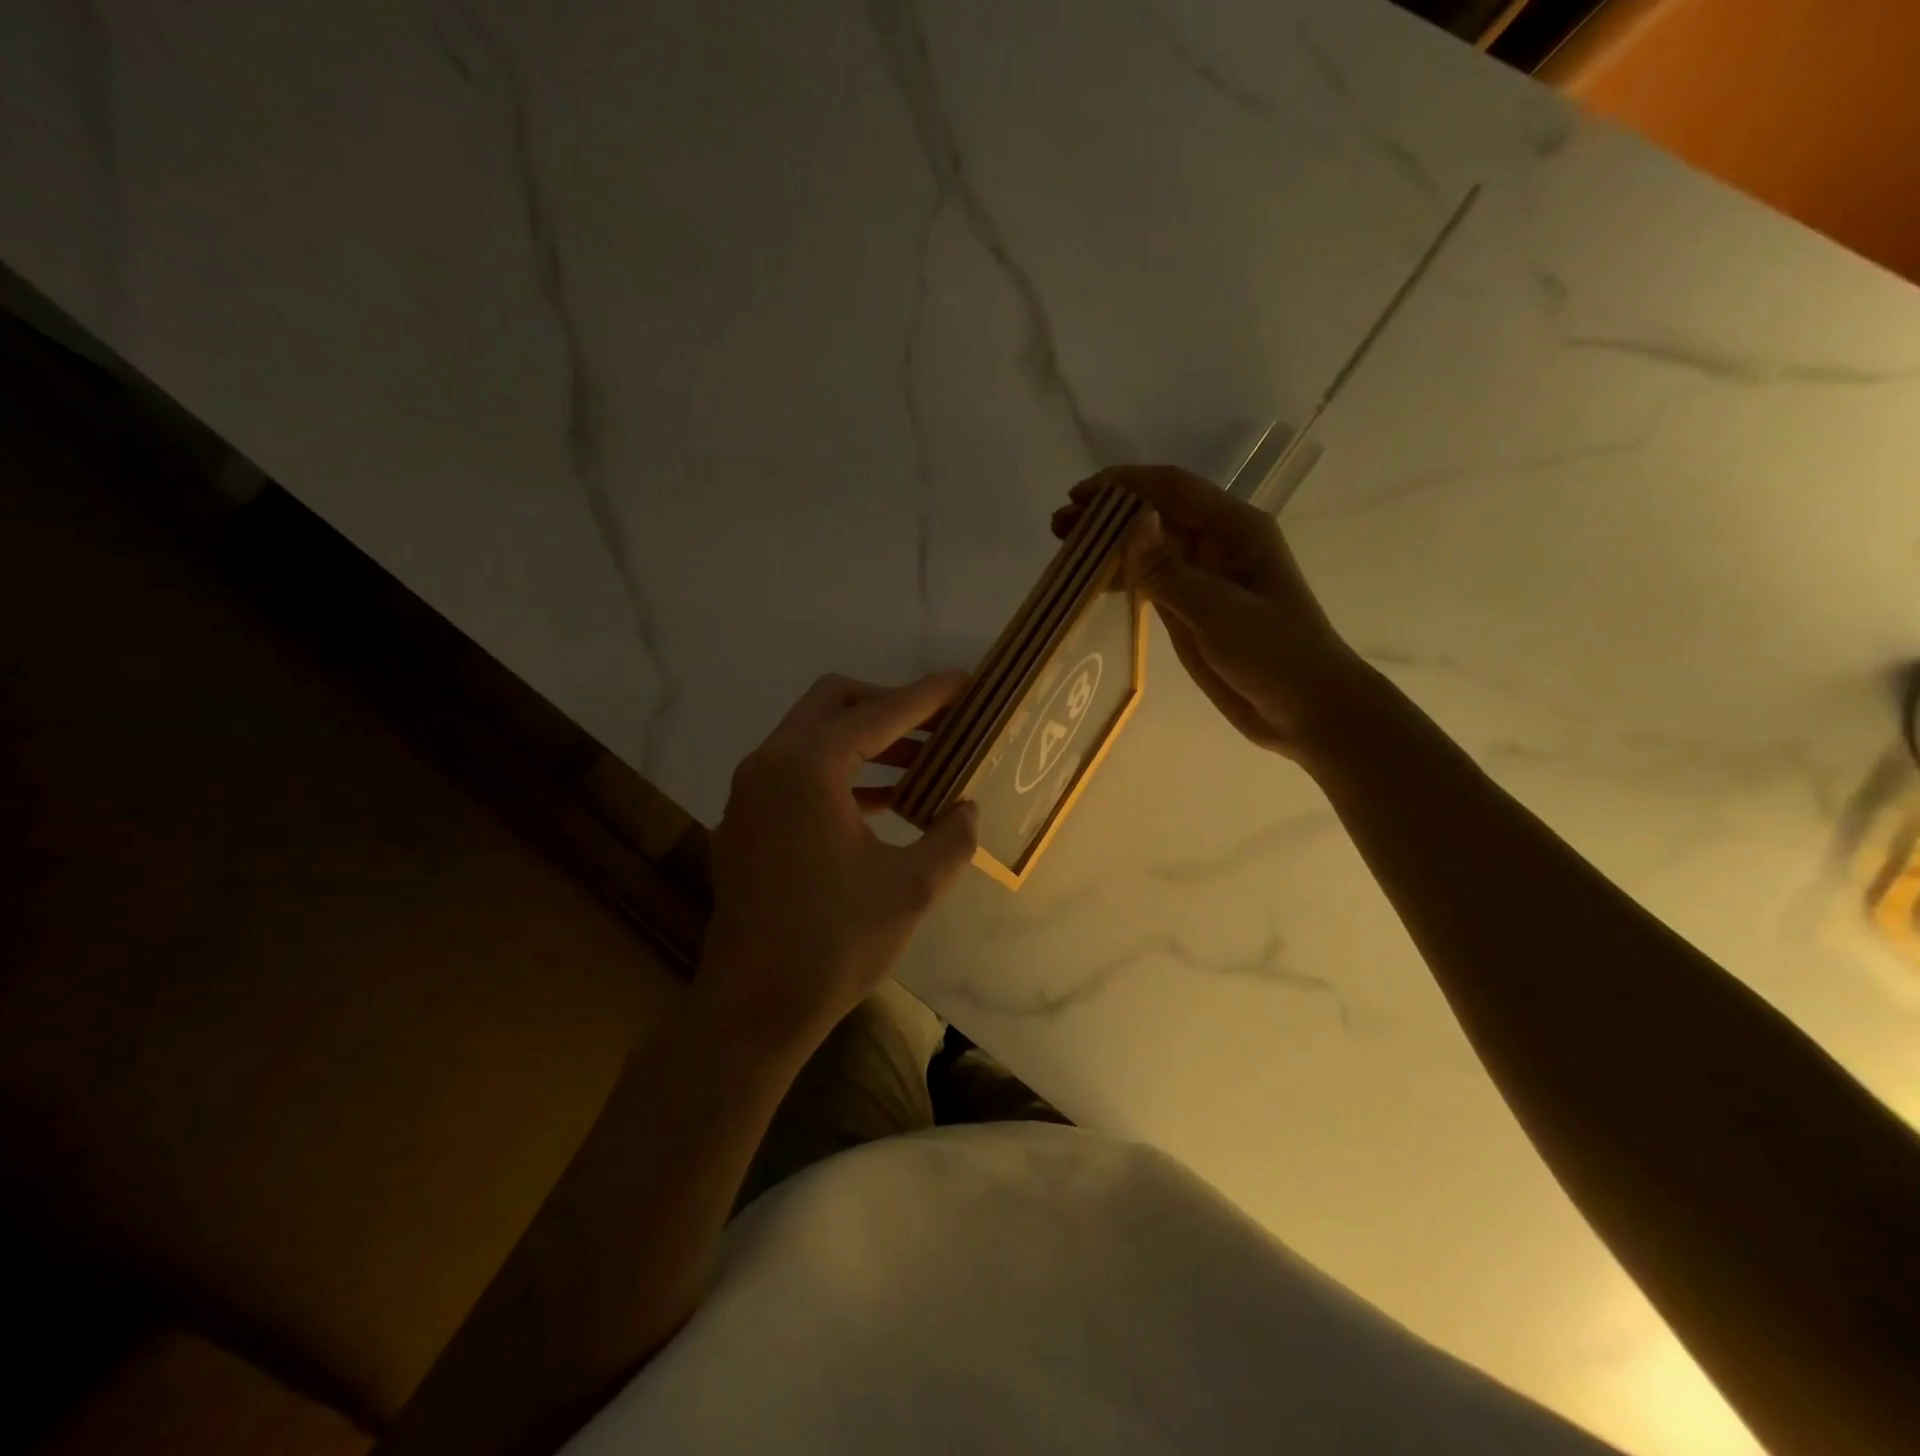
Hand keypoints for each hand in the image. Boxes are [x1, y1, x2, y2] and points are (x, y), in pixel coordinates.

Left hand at [701, 672, 978, 1048]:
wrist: (753, 1007)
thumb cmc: (835, 943)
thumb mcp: (912, 888)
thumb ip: (951, 837)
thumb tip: (967, 809)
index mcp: (807, 768)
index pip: (880, 713)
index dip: (928, 696)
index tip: (966, 683)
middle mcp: (770, 764)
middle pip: (834, 704)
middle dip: (889, 705)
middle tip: (937, 725)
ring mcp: (749, 793)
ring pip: (812, 737)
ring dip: (866, 741)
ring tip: (921, 763)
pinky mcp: (745, 821)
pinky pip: (797, 772)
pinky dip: (840, 772)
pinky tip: (883, 802)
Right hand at [1052, 464, 1368, 760]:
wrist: (1306, 710)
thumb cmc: (1275, 655)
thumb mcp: (1220, 612)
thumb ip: (1171, 571)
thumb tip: (1131, 525)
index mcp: (1235, 530)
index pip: (1172, 490)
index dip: (1124, 486)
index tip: (1078, 497)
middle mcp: (1216, 545)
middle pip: (1154, 516)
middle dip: (1107, 516)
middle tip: (1059, 528)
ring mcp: (1202, 578)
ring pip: (1148, 549)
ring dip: (1108, 547)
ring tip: (1064, 553)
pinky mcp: (1191, 610)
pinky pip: (1150, 582)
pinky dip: (1121, 579)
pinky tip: (1092, 583)